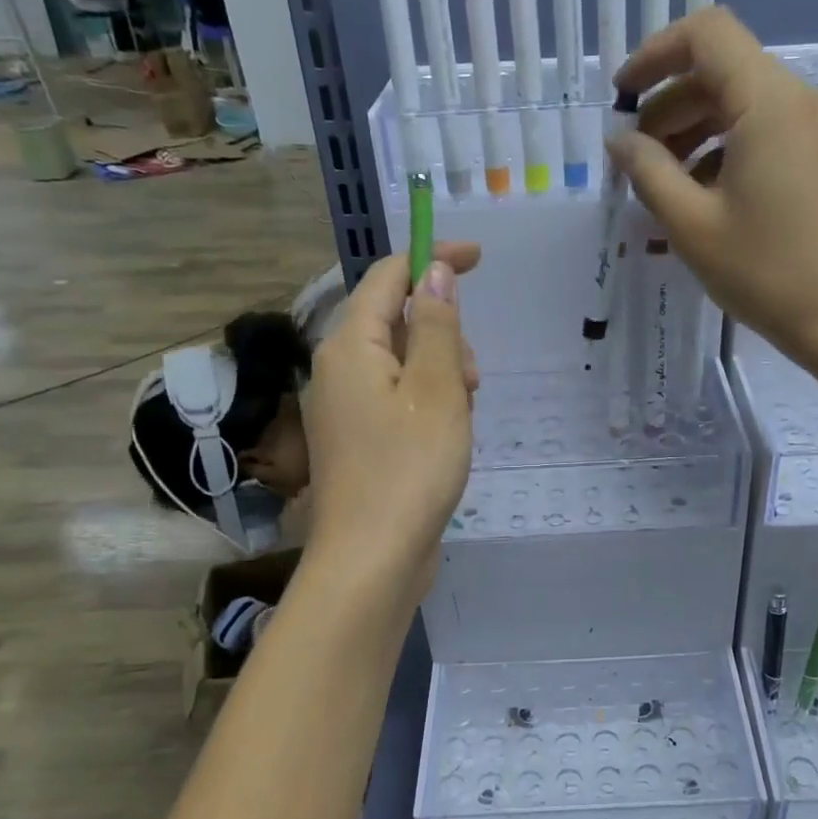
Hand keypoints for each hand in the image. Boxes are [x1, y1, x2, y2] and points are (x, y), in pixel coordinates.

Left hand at [300, 243, 479, 602]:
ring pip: (403, 363)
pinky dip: (429, 403)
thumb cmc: (408, 468)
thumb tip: (434, 272)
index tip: (479, 259)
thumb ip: (436, 325)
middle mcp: (338, 369)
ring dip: (442, 374)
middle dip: (444, 334)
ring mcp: (346, 408)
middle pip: (396, 320)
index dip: (432, 258)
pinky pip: (399, 398)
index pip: (389, 276)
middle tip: (474, 379)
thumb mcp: (436, 389)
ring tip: (464, 417)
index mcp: (349, 345)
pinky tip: (448, 437)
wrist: (372, 560)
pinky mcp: (359, 440)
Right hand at [608, 7, 817, 371]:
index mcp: (771, 102)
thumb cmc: (766, 273)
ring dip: (696, 130)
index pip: (707, 34)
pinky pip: (768, 132)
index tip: (623, 99)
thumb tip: (619, 140)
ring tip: (663, 185)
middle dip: (671, 105)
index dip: (655, 54)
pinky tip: (703, 196)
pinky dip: (728, 149)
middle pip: (725, 71)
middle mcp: (804, 99)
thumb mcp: (691, 224)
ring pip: (746, 103)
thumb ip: (647, 171)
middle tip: (635, 159)